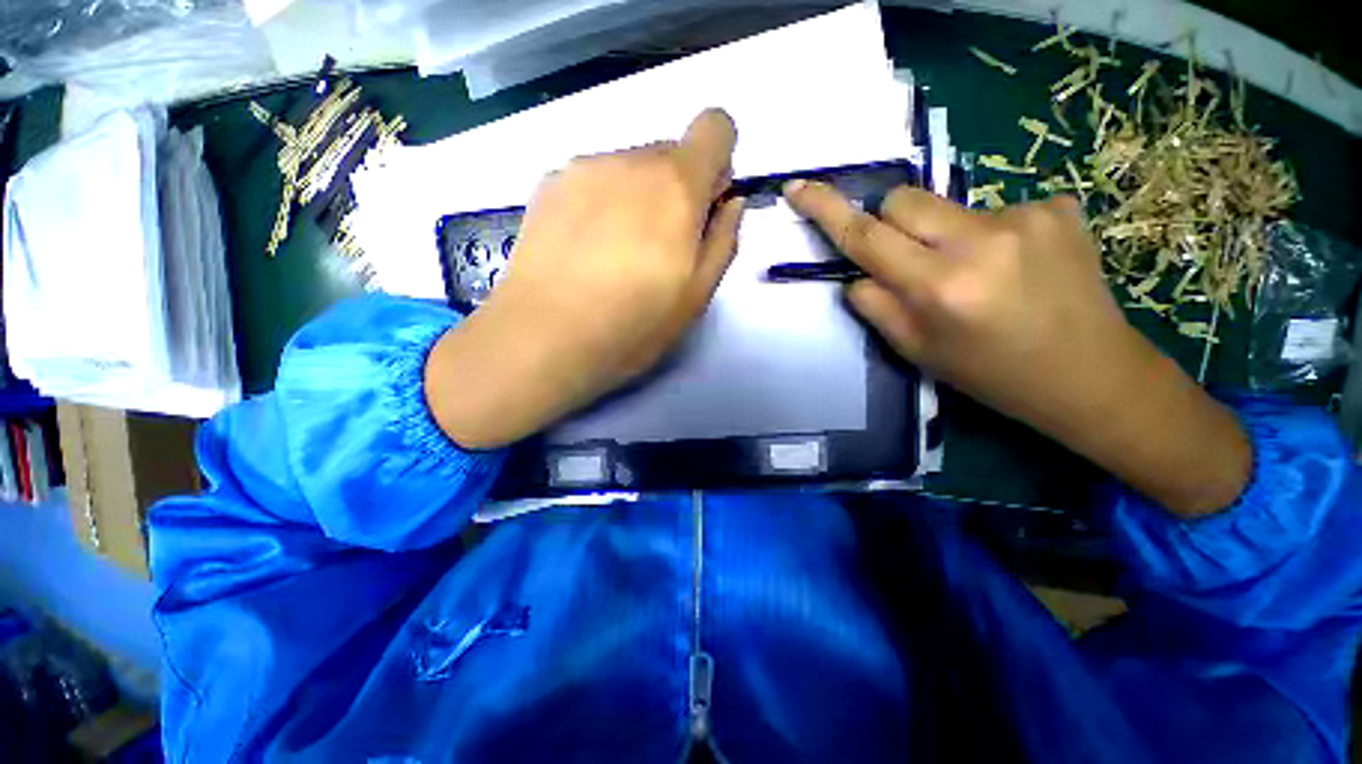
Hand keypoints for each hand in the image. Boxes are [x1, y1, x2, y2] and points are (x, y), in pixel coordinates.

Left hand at [426, 109, 744, 448]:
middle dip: (677, 192)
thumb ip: (723, 240)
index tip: (704, 208)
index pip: (715, 127)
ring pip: (630, 168)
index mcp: (675, 185)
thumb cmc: (632, 325)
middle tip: (658, 251)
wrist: (543, 338)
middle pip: (670, 153)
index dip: (717, 163)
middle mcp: (629, 161)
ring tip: (616, 257)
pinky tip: (586, 251)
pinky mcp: (548, 185)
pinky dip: (602, 205)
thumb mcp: (697, 295)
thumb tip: (729, 201)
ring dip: (637, 199)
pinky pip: (594, 181)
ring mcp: (582, 169)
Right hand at [784, 181, 1250, 515]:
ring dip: (943, 234)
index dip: (827, 210)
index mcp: (940, 287)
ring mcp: (1026, 215)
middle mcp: (980, 241)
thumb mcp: (917, 351)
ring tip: (977, 273)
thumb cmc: (990, 373)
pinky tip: (1016, 266)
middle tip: (912, 260)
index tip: (798, 187)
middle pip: (903, 199)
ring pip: (947, 205)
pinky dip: (987, 234)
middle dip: (892, 224)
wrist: (1090, 373)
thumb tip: (856, 273)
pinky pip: (992, 209)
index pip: (867, 236)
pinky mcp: (1058, 206)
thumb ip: (875, 306)